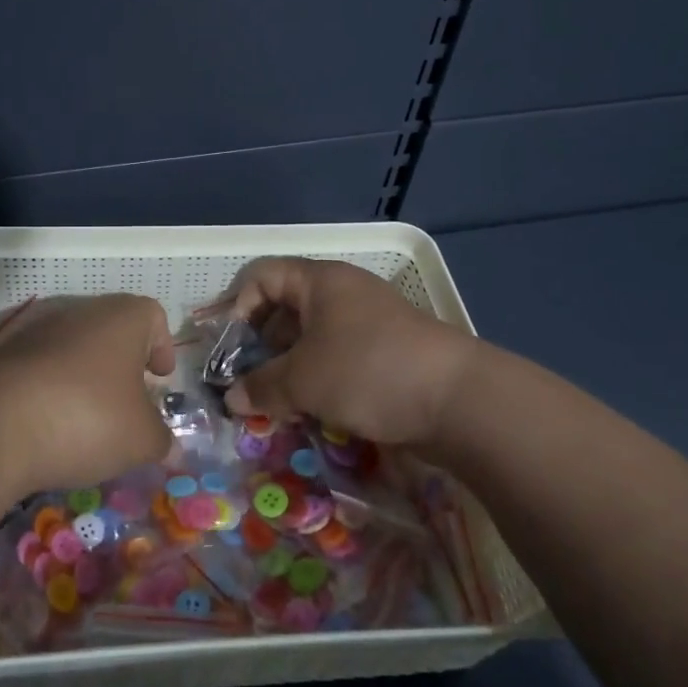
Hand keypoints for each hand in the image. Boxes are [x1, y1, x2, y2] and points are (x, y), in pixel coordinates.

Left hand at [0, 293, 176, 503]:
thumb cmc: (88, 417)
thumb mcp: (141, 439)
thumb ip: (162, 441)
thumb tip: (170, 448)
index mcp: (122, 318)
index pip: (152, 316)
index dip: (162, 345)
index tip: (160, 378)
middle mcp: (79, 313)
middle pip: (111, 331)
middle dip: (123, 366)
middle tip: (130, 403)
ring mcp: (36, 332)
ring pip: (73, 349)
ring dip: (86, 378)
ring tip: (90, 420)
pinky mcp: (2, 358)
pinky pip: (41, 370)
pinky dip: (52, 391)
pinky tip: (52, 426)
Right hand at [218, 258, 477, 449]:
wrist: (457, 400)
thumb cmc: (367, 371)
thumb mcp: (303, 380)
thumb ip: (260, 387)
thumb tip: (230, 399)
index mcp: (321, 282)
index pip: (263, 276)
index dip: (238, 306)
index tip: (230, 348)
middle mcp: (343, 295)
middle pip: (285, 309)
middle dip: (260, 346)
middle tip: (247, 382)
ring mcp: (368, 324)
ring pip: (311, 339)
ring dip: (288, 369)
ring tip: (274, 403)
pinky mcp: (385, 355)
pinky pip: (337, 359)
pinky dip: (317, 381)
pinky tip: (309, 411)